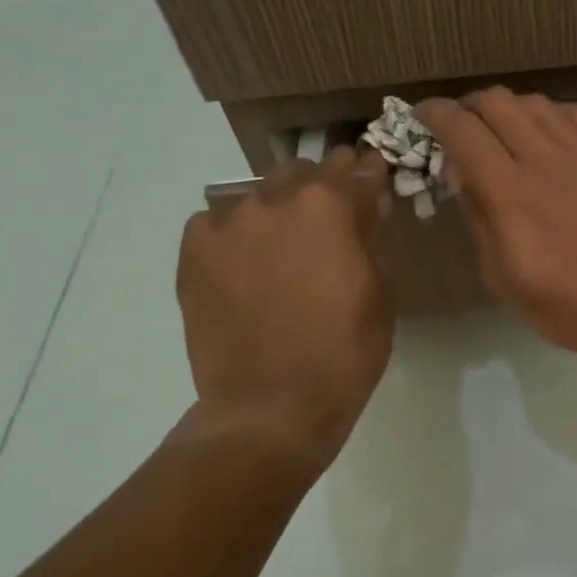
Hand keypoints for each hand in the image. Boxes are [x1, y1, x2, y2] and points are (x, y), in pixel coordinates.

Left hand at [175, 147, 394, 471]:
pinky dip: (238, 233)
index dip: (375, 176)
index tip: (379, 187)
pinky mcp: (194, 252)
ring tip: (288, 246)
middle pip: (307, 171)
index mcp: (330, 205)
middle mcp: (276, 200)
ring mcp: (229, 223)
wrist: (269, 408)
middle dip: (327, 187)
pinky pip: (219, 222)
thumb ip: (374, 237)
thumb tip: (369, 205)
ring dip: (282, 209)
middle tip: (336, 220)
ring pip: (262, 193)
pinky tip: (247, 264)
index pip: (361, 169)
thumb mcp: (381, 291)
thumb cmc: (344, 352)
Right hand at [418, 89, 576, 362]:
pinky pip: (576, 112)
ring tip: (508, 133)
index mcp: (509, 192)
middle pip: (497, 101)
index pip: (462, 129)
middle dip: (470, 106)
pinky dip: (553, 116)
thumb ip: (477, 216)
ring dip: (511, 110)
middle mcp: (545, 157)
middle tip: (465, 127)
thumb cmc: (564, 303)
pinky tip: (552, 136)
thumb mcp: (500, 275)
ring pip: (536, 101)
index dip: (435, 114)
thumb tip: (461, 173)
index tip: (424, 115)